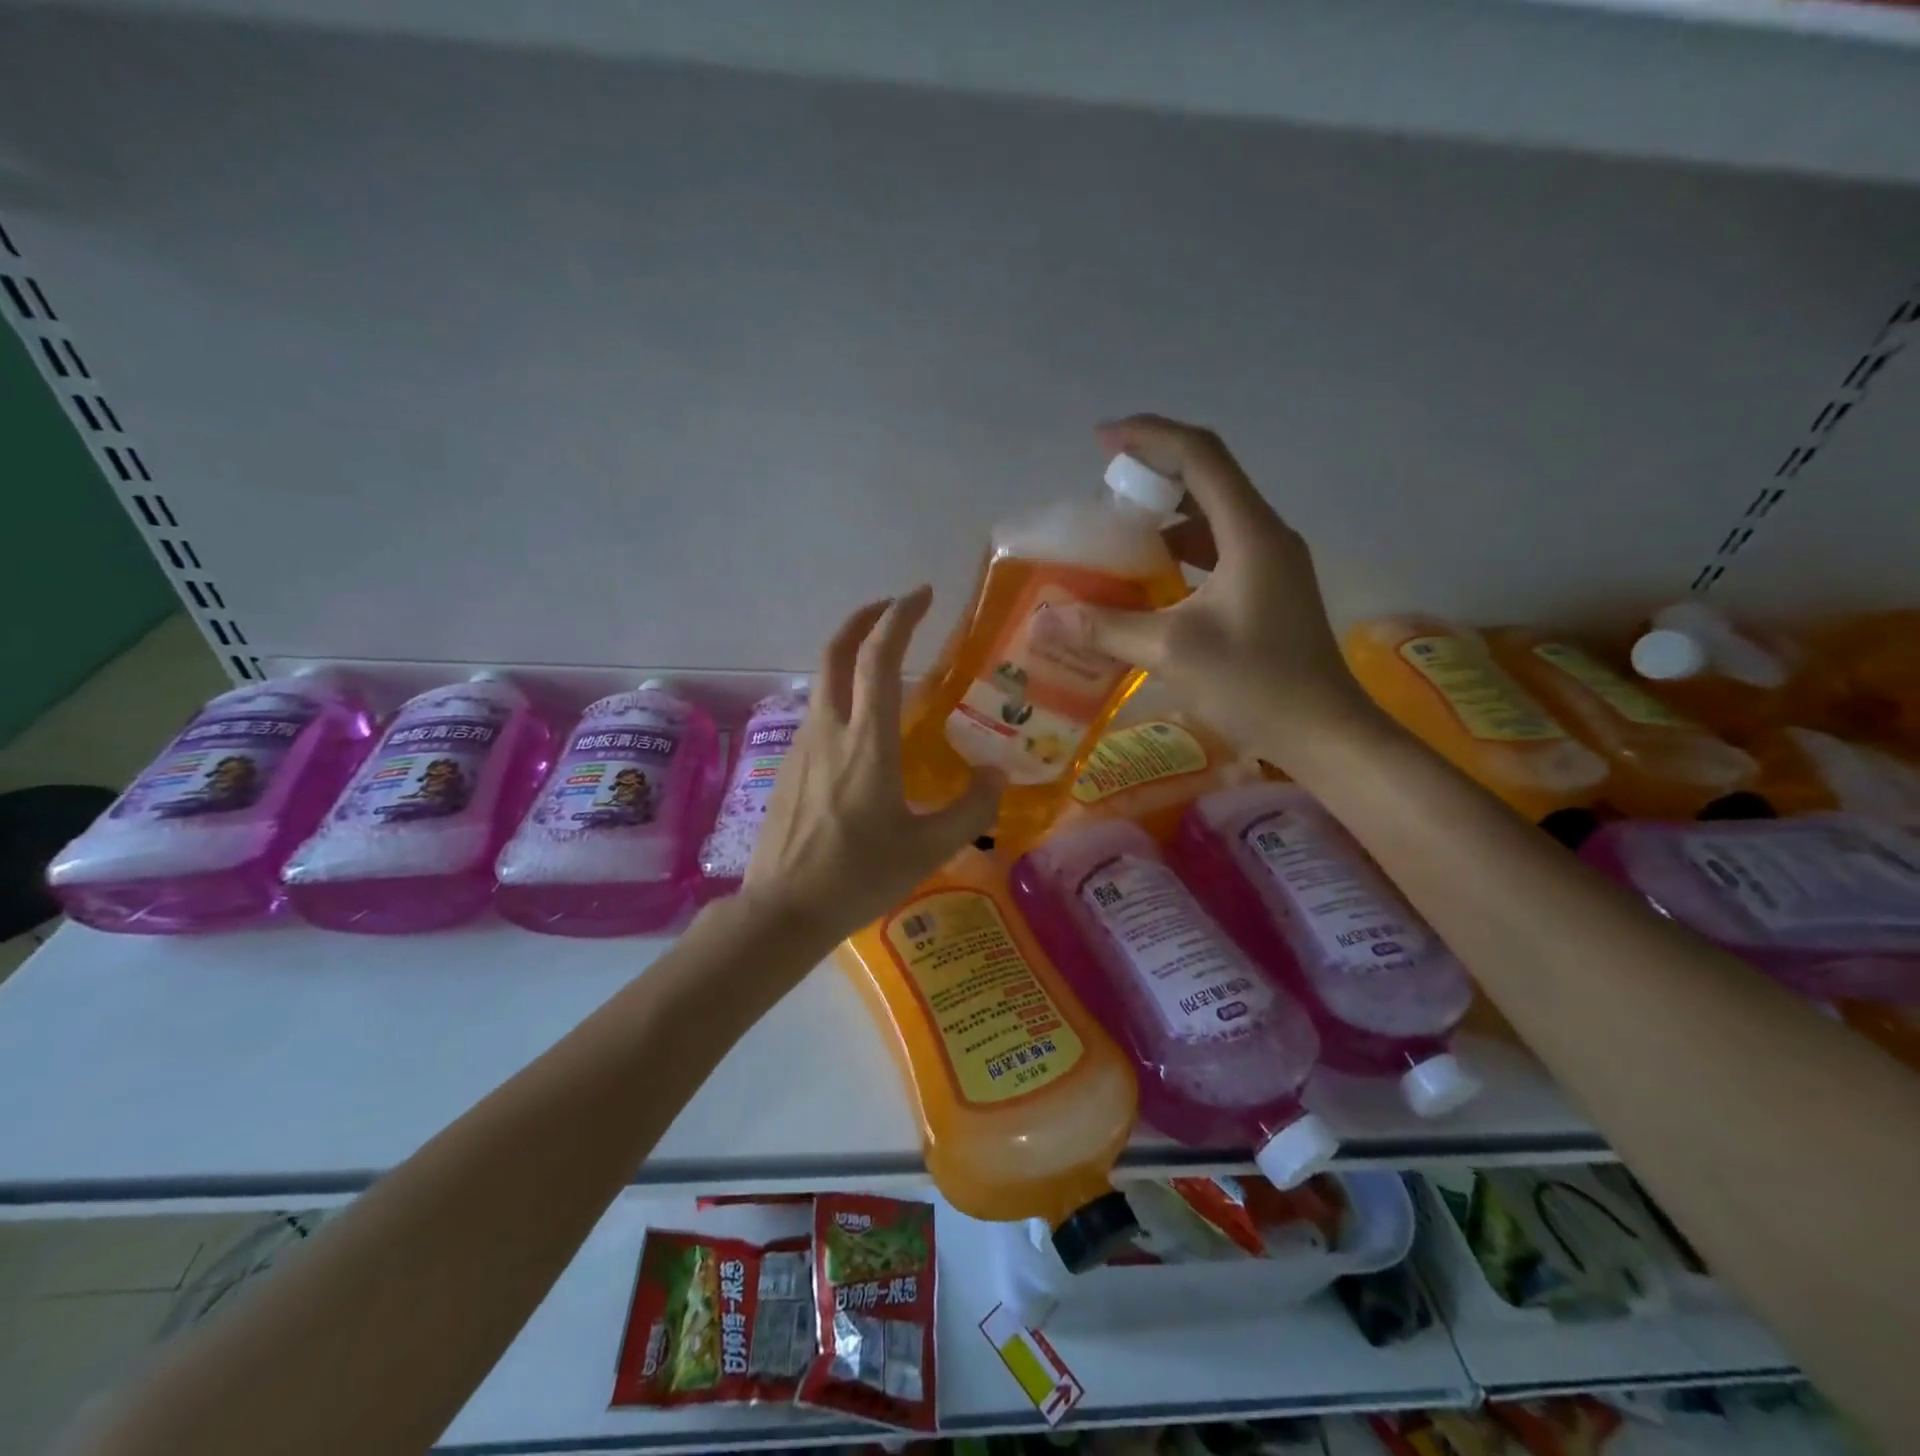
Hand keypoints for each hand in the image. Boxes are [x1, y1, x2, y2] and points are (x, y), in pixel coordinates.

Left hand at [741, 586, 1003, 941]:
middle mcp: (829, 729)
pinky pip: (818, 711)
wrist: (783, 909)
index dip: (901, 617)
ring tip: (886, 665)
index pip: (880, 657)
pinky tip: (861, 726)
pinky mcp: (788, 765)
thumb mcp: (928, 848)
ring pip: (823, 679)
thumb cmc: (859, 876)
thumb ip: (971, 809)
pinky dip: (842, 693)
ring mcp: (802, 745)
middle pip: (838, 650)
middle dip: (865, 617)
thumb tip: (997, 775)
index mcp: (867, 741)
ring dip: (852, 655)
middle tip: (895, 608)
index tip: (921, 594)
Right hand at [1059, 414, 1383, 765]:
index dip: (1149, 437)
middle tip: (1104, 492)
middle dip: (1153, 474)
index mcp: (1251, 532)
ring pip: (1212, 516)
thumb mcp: (1173, 652)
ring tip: (1119, 533)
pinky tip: (1150, 579)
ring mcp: (1271, 563)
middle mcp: (1265, 534)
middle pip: (1208, 478)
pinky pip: (1217, 551)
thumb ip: (1106, 628)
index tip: (1100, 440)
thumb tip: (1043, 619)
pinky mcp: (1268, 590)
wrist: (1323, 732)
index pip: (1200, 455)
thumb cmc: (1255, 684)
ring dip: (1166, 515)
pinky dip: (1180, 551)